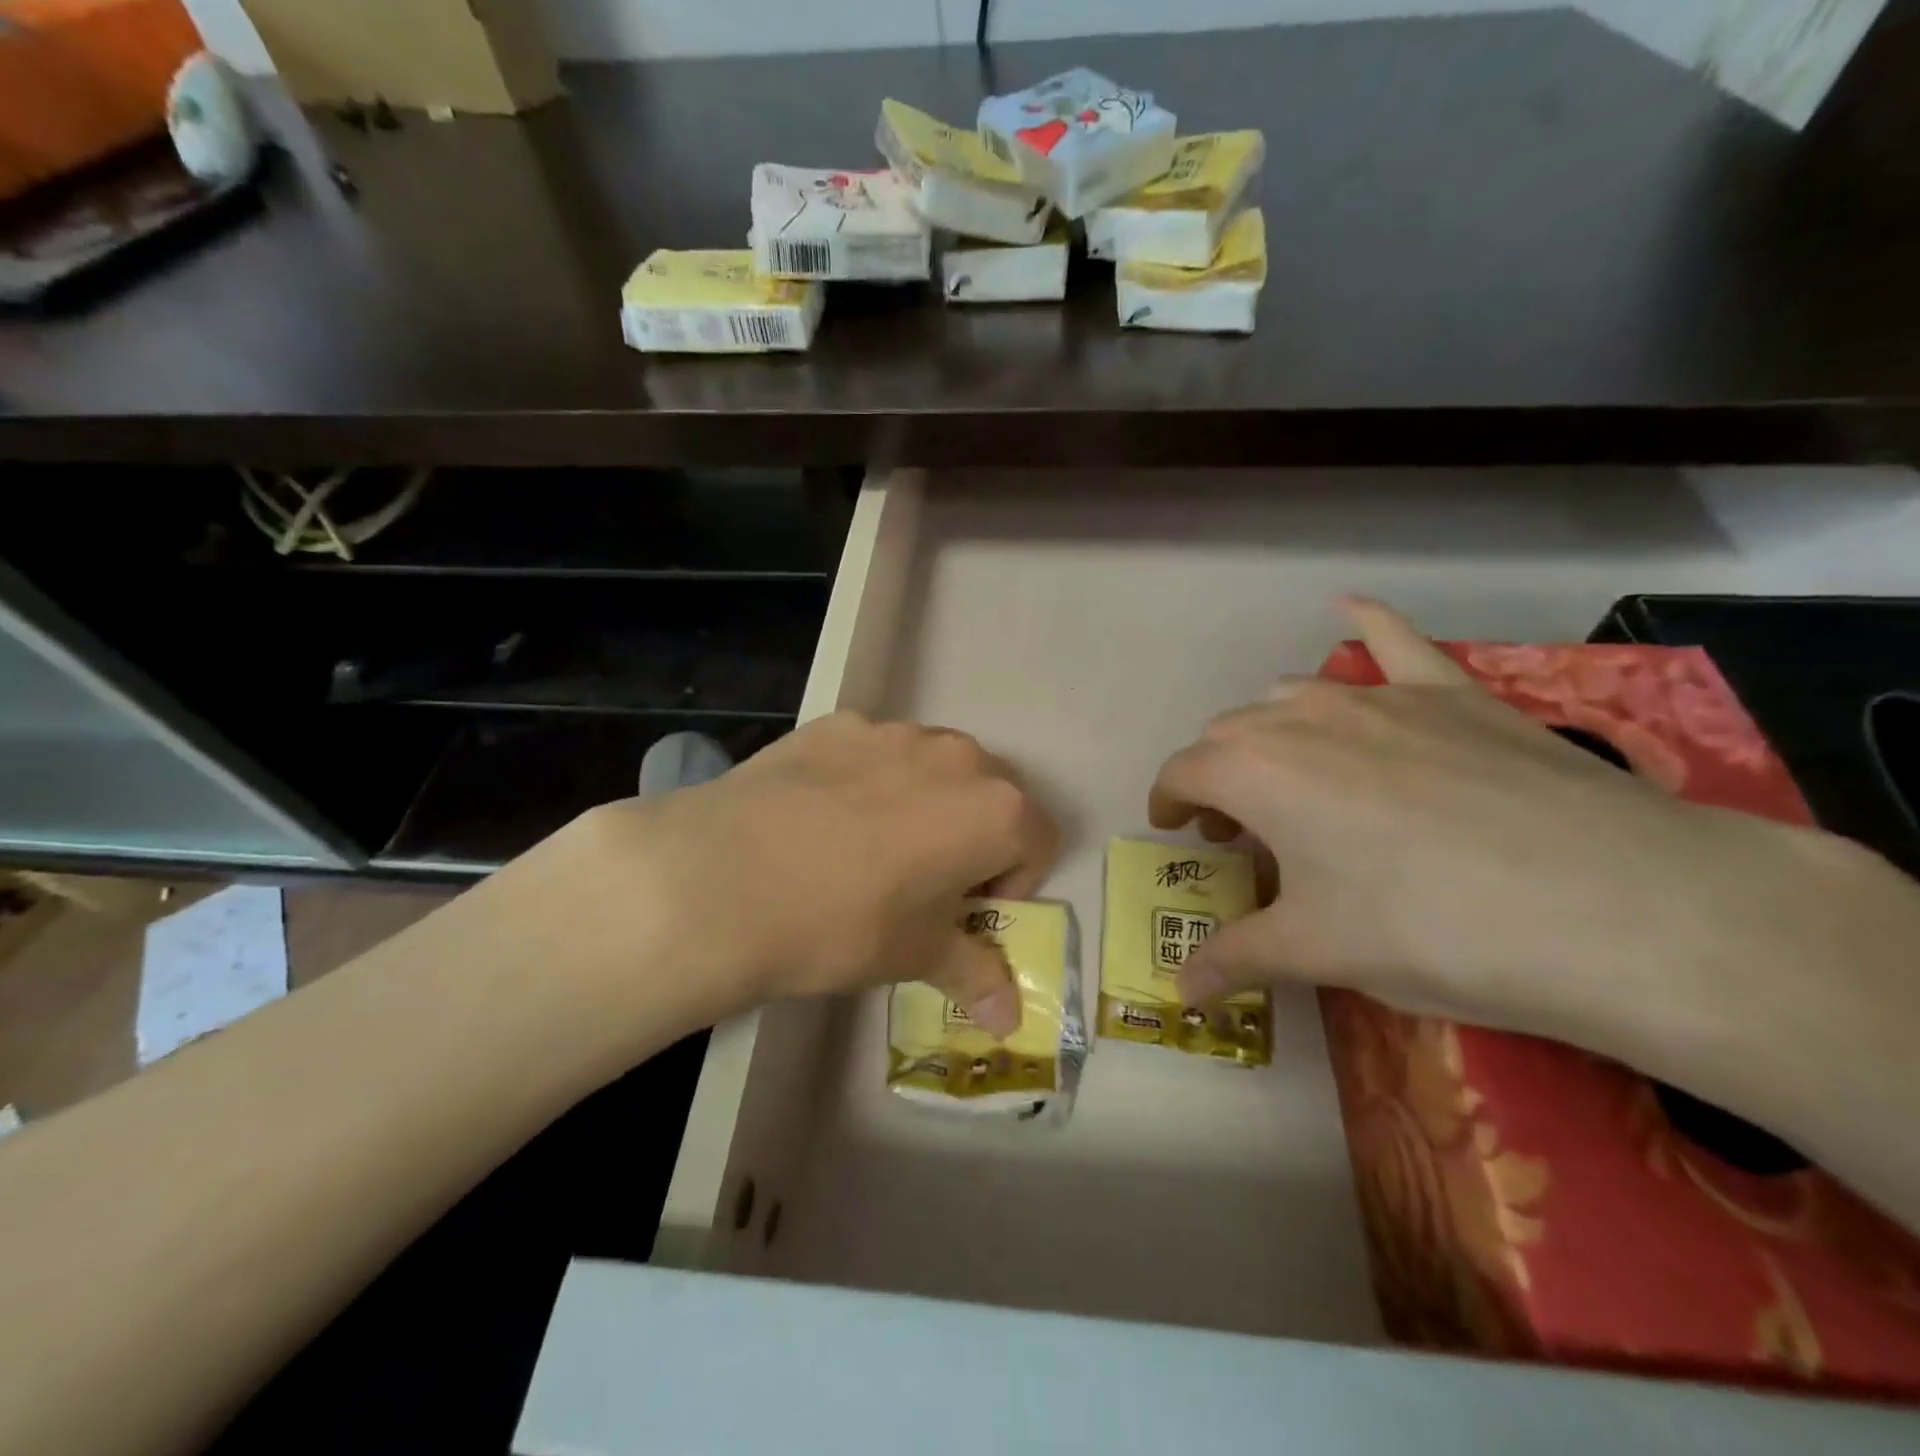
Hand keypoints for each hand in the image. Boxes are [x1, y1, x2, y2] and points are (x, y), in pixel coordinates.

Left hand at [577, 712, 1057, 1034]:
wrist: (723, 878)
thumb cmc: (844, 924)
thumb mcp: (915, 956)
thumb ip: (975, 976)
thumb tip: (1010, 1021)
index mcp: (995, 809)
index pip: (1037, 841)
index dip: (1010, 885)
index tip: (965, 915)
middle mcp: (956, 755)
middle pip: (990, 796)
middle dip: (973, 838)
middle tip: (922, 882)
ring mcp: (892, 732)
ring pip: (932, 768)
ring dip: (924, 805)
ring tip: (866, 849)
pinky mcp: (836, 723)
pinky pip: (875, 753)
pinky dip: (868, 781)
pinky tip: (819, 820)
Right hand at [1146, 598, 1919, 1095]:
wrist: (1610, 906)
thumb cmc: (1426, 928)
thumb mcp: (1315, 951)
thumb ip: (1232, 959)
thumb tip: (1175, 991)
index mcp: (1254, 771)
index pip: (1183, 772)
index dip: (1169, 801)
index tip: (1175, 832)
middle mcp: (1301, 716)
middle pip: (1231, 732)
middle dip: (1218, 774)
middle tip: (1238, 830)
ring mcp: (1380, 696)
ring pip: (1293, 696)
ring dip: (1271, 731)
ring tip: (1292, 778)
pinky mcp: (1452, 692)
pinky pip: (1395, 641)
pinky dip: (1366, 625)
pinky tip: (1348, 605)